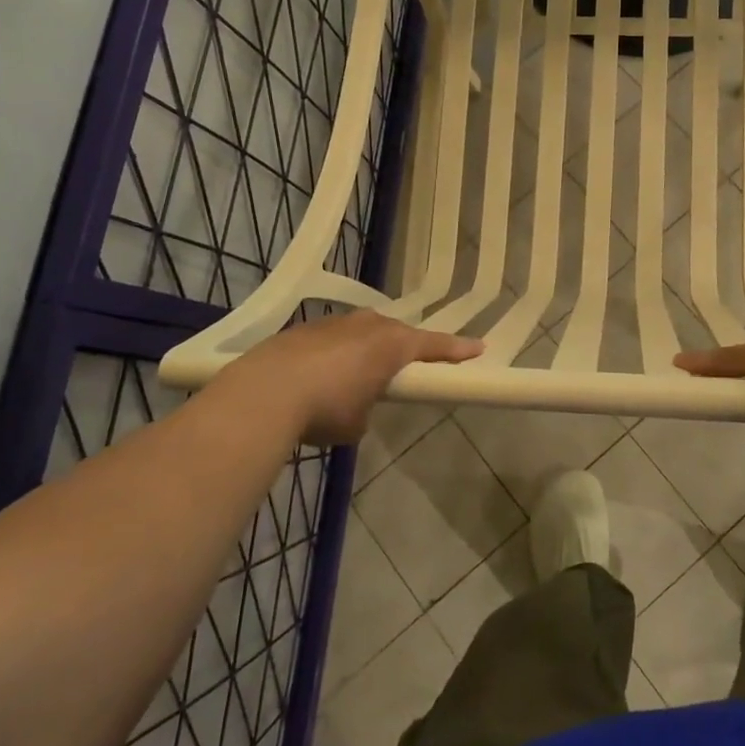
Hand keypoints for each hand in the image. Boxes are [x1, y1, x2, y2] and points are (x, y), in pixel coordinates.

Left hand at [207, 311, 482, 446]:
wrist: (266, 391)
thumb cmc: (326, 408)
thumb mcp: (357, 422)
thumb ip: (367, 407)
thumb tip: (355, 405)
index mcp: (392, 345)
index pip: (434, 345)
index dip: (457, 349)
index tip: (478, 347)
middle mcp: (368, 325)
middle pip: (397, 333)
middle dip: (404, 347)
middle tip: (407, 364)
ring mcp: (335, 323)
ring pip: (362, 332)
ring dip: (365, 349)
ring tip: (357, 373)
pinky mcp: (304, 329)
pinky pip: (333, 339)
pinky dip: (335, 354)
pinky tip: (319, 376)